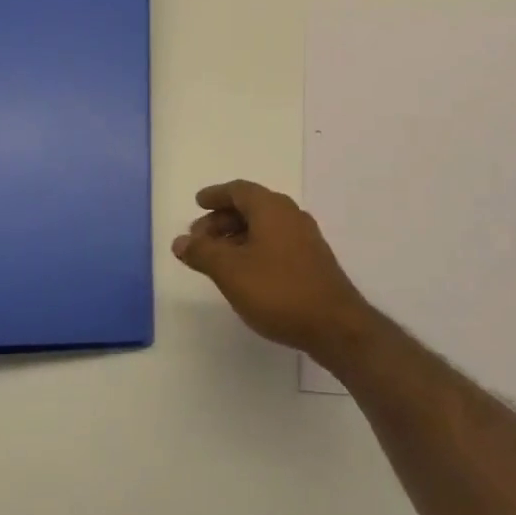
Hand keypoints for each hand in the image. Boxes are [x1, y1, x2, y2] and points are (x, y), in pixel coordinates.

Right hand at [172, 179, 376, 362]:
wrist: (335, 324)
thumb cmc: (278, 290)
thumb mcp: (231, 271)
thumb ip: (203, 253)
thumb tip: (180, 240)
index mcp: (271, 207)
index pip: (238, 190)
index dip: (215, 195)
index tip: (197, 203)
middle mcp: (290, 214)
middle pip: (251, 206)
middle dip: (222, 219)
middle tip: (199, 239)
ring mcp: (304, 237)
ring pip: (263, 226)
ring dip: (237, 235)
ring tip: (217, 258)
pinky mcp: (312, 259)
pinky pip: (275, 241)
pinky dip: (254, 247)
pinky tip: (245, 271)